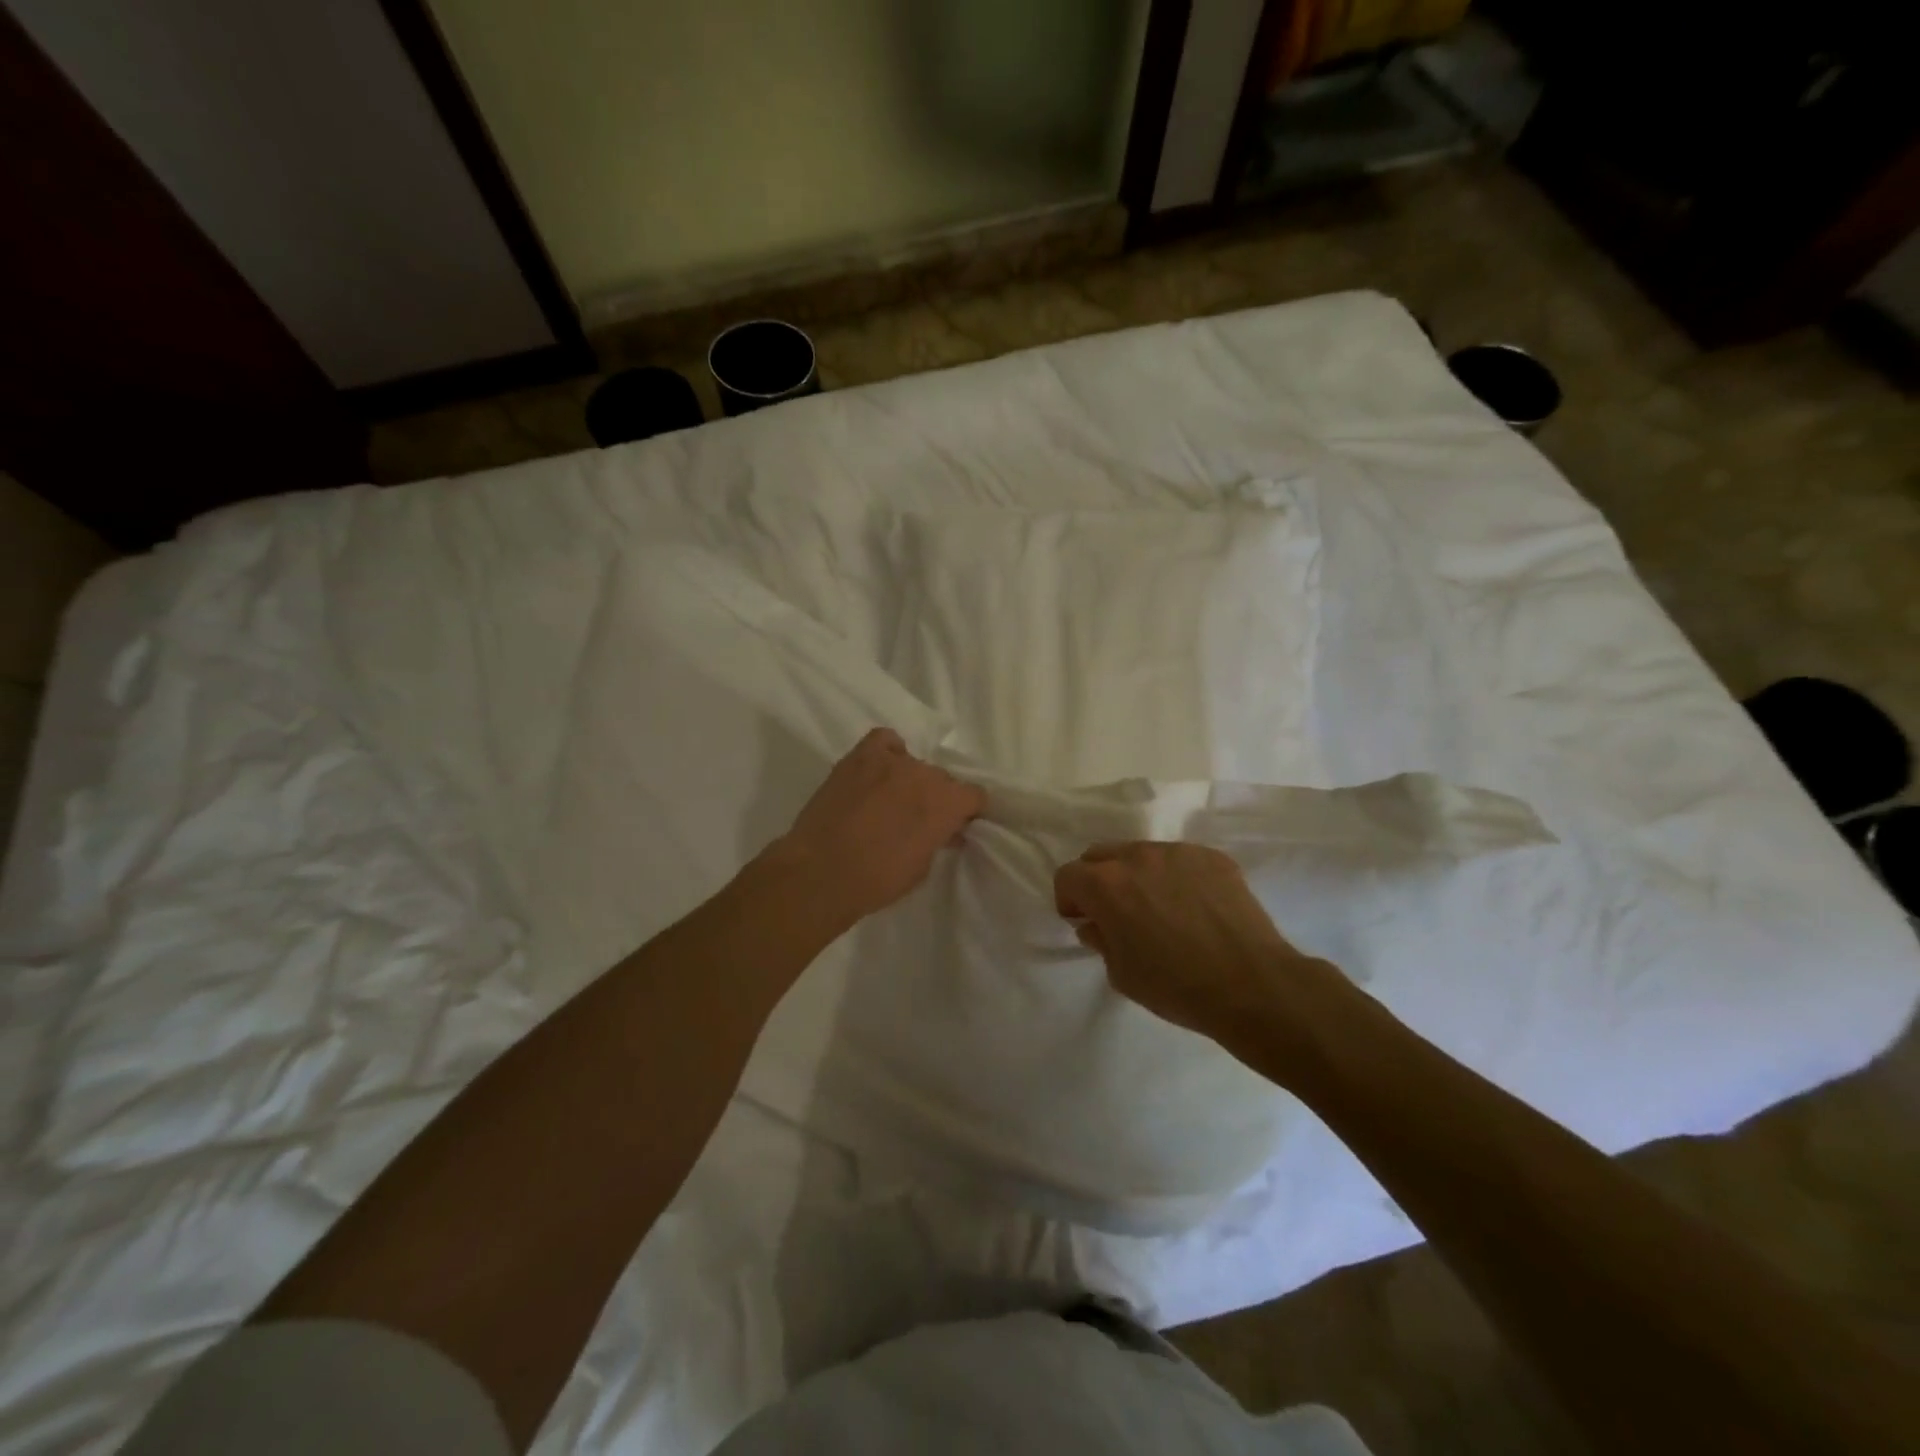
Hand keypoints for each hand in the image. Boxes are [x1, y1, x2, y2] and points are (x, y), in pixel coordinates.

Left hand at [772, 728, 985, 927]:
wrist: (820, 872)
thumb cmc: (877, 881)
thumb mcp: (922, 868)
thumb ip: (937, 840)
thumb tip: (943, 831)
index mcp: (947, 804)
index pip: (975, 795)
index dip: (967, 812)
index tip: (956, 826)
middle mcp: (925, 775)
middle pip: (942, 779)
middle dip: (936, 798)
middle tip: (918, 820)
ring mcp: (891, 761)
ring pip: (914, 764)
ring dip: (909, 781)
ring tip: (890, 800)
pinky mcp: (859, 756)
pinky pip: (885, 741)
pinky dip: (887, 752)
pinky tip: (878, 771)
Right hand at [1053, 842, 1349, 1048]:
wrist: (1251, 984)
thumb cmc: (1175, 986)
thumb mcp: (1121, 973)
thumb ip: (1101, 939)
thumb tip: (1096, 924)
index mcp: (1105, 884)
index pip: (1067, 876)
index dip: (1069, 900)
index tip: (1083, 921)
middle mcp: (1137, 856)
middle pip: (1100, 855)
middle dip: (1098, 880)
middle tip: (1115, 913)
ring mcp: (1178, 852)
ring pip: (1141, 853)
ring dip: (1137, 875)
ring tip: (1159, 909)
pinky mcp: (1212, 857)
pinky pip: (1180, 860)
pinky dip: (1175, 877)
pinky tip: (1194, 909)